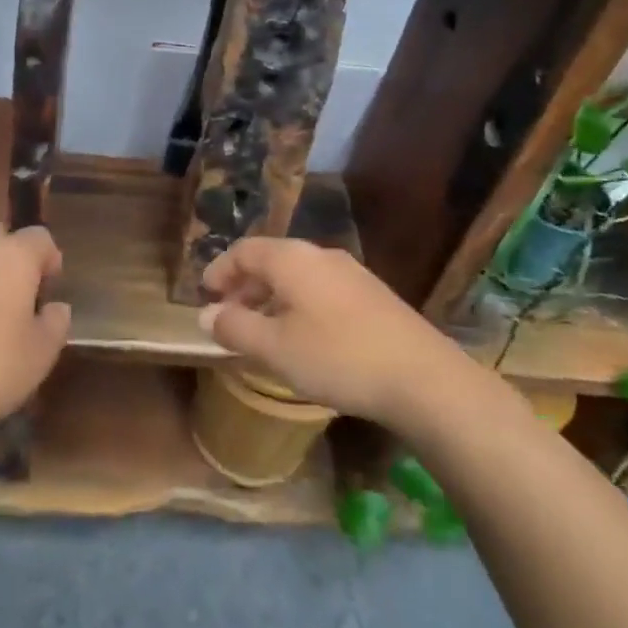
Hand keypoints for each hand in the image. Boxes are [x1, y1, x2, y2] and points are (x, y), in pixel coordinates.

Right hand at [200, 238, 469, 425]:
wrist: (422, 377)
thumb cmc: (337, 357)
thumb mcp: (275, 348)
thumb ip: (235, 328)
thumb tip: (206, 315)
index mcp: (291, 259)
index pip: (243, 250)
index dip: (219, 270)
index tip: (205, 295)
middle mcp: (320, 255)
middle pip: (271, 259)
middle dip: (245, 285)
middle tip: (229, 315)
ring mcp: (351, 273)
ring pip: (298, 275)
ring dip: (272, 296)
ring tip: (263, 330)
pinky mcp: (372, 295)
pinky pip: (320, 289)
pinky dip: (298, 304)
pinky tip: (303, 336)